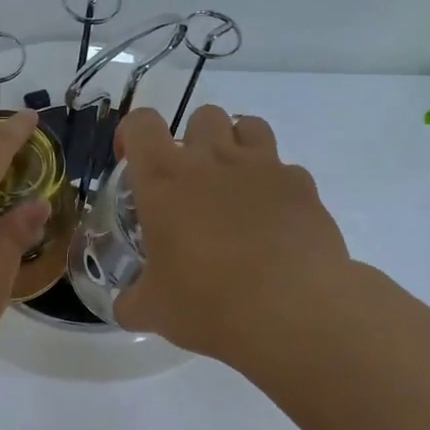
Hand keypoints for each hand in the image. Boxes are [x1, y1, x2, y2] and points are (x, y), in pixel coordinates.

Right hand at [112, 106, 352, 366]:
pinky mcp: (303, 187)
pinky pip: (285, 169)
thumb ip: (132, 301)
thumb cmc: (208, 303)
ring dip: (237, 147)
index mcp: (164, 180)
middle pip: (202, 115)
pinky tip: (273, 221)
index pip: (142, 124)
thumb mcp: (153, 310)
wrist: (293, 313)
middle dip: (194, 139)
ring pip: (249, 126)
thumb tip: (126, 307)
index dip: (133, 136)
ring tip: (234, 188)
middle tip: (191, 183)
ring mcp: (263, 168)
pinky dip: (276, 186)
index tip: (133, 164)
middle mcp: (212, 160)